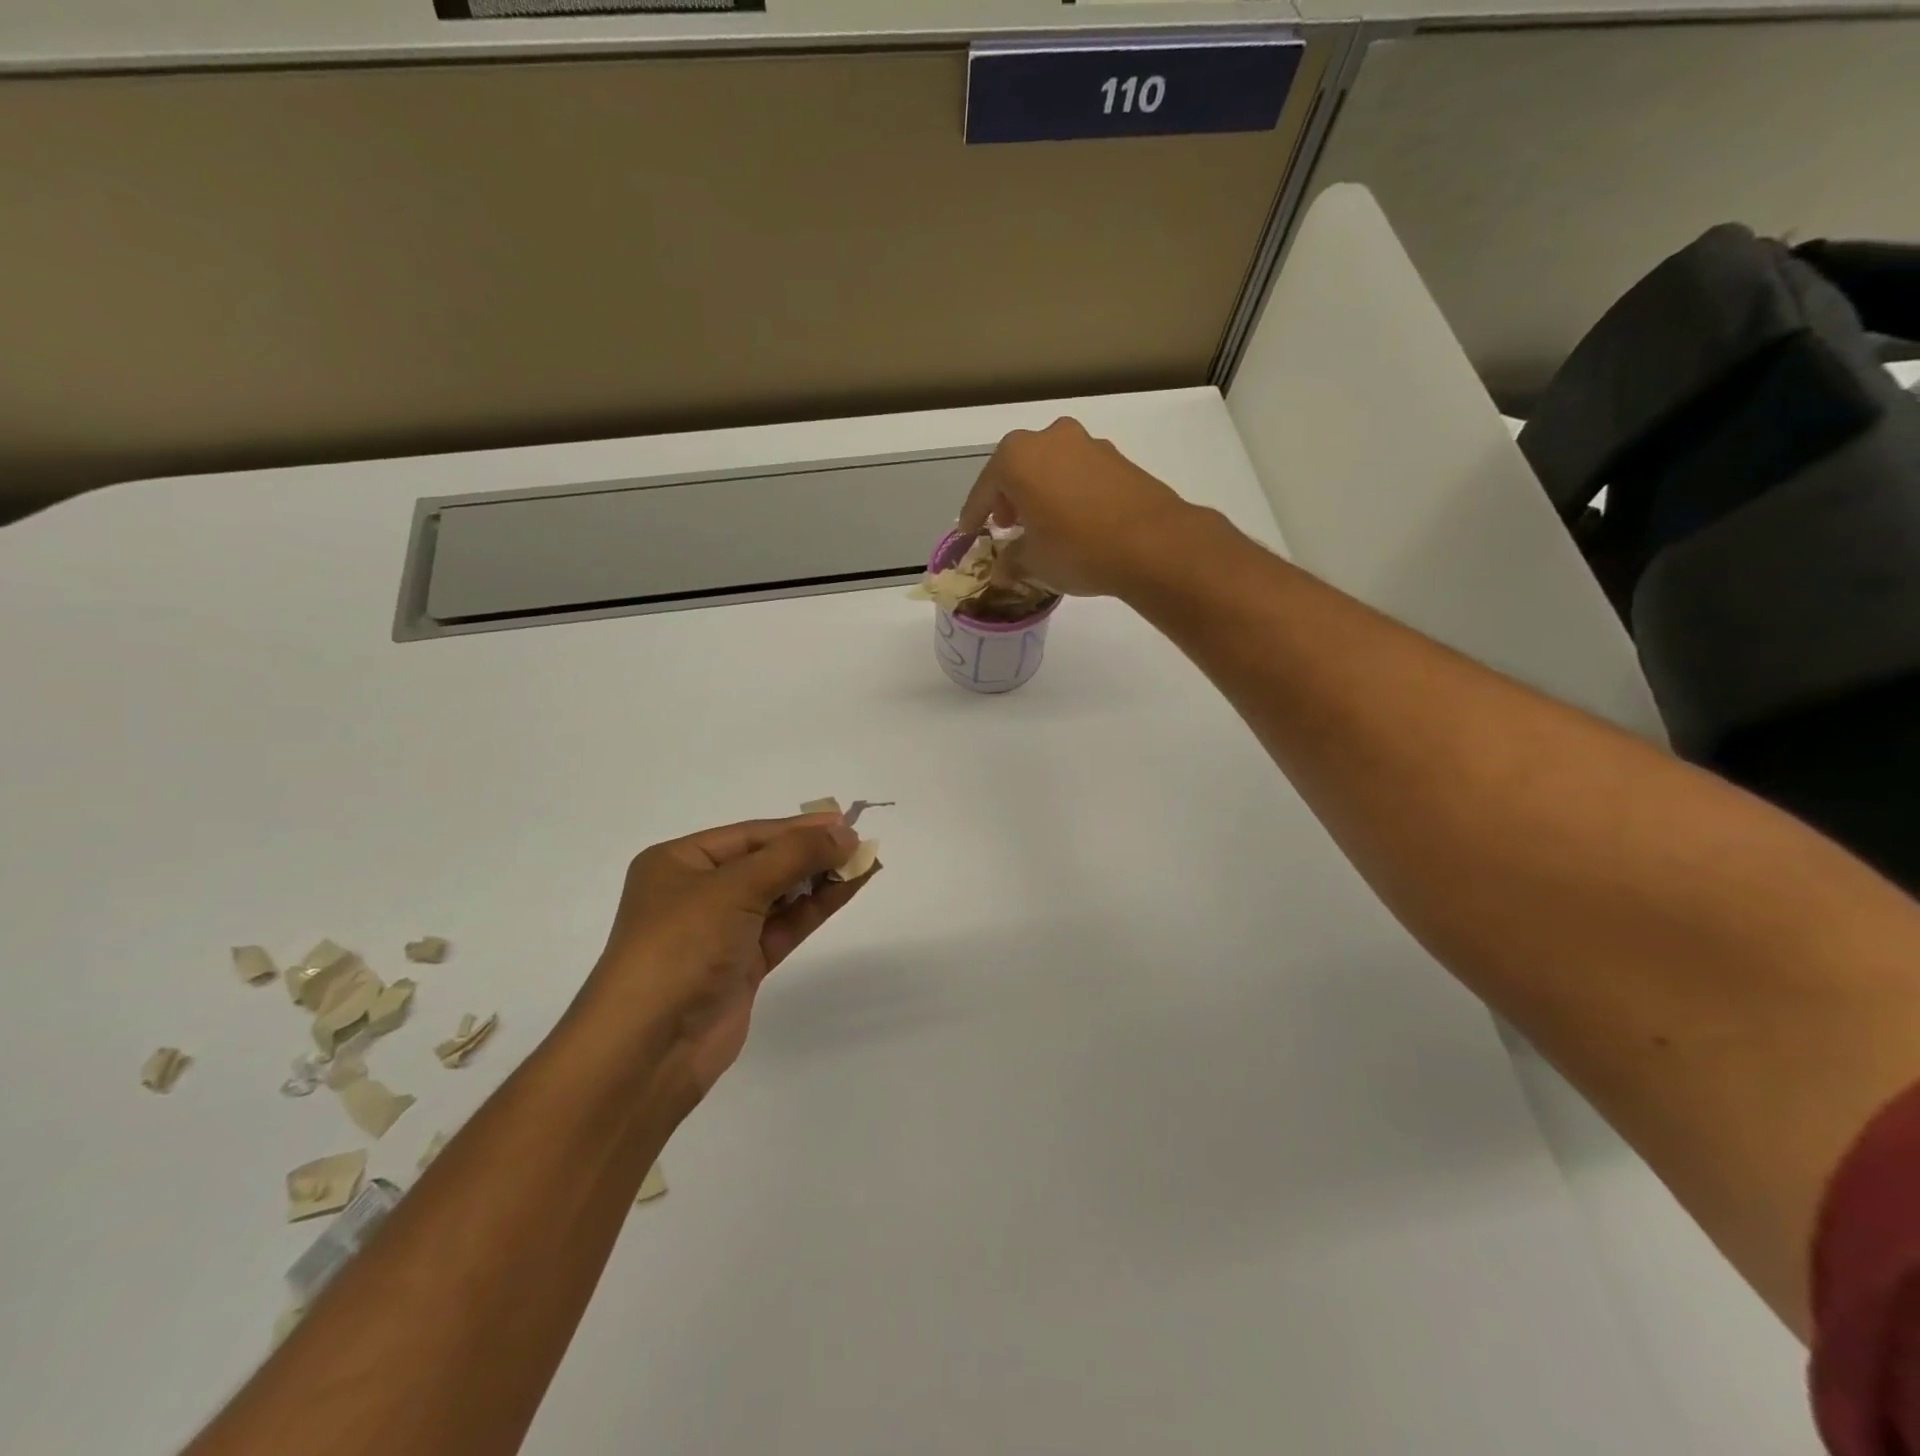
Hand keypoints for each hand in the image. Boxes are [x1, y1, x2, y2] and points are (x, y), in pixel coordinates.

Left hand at [573, 814, 872, 1108]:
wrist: (648, 1047)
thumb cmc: (681, 947)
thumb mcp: (735, 888)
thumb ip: (793, 857)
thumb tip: (844, 833)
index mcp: (679, 862)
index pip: (750, 835)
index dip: (799, 828)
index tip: (845, 822)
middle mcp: (697, 892)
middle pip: (765, 862)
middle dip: (811, 852)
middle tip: (860, 843)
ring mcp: (720, 931)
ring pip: (779, 895)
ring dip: (819, 879)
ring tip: (865, 862)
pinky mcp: (741, 964)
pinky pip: (784, 926)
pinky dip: (815, 907)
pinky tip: (846, 889)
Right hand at [960, 417, 1198, 597]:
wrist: (1153, 543)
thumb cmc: (1076, 548)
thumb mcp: (1034, 562)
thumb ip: (1011, 561)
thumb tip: (1003, 570)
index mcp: (1017, 457)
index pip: (984, 489)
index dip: (973, 515)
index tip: (969, 532)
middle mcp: (1050, 438)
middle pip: (1017, 469)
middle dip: (1008, 498)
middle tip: (1006, 526)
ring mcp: (1088, 444)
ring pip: (1050, 467)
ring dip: (1040, 492)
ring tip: (1042, 525)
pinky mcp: (1118, 458)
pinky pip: (1078, 474)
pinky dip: (1068, 492)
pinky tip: (1074, 520)